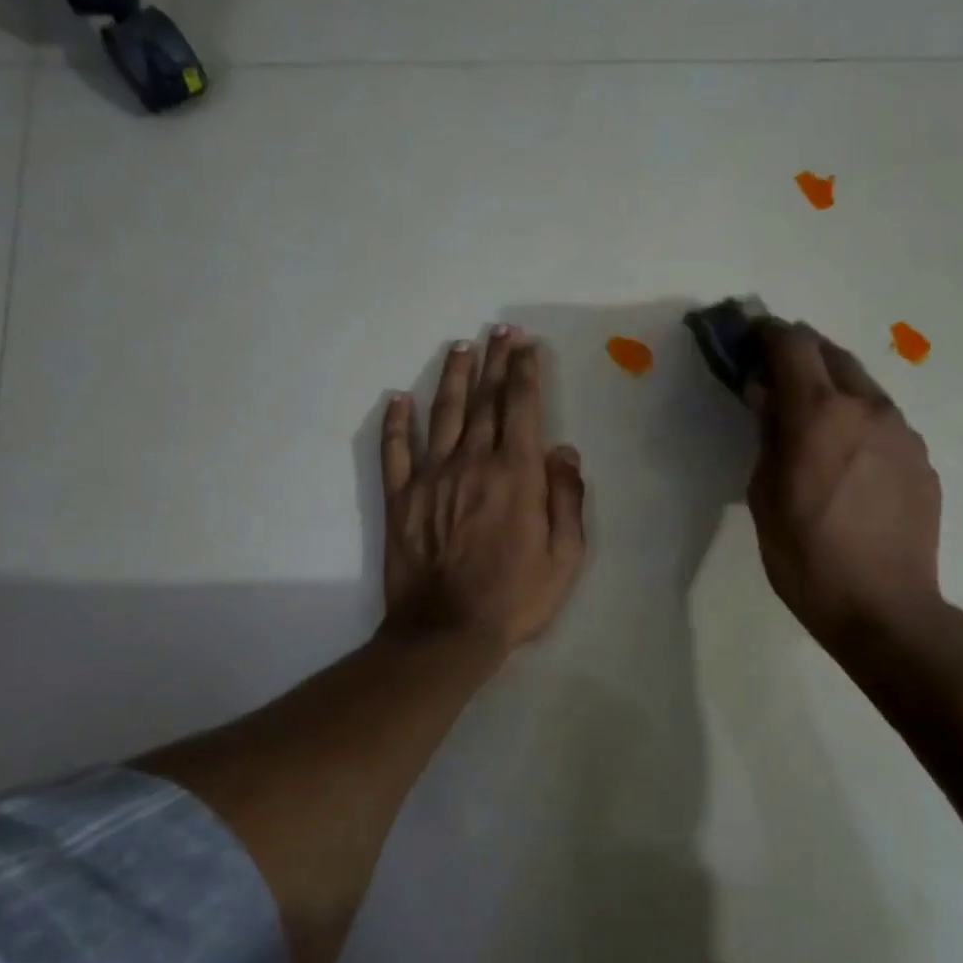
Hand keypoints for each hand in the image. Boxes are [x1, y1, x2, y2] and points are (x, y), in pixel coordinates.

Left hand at [380, 326, 587, 655]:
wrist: (447, 631)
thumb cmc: (515, 597)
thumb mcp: (565, 556)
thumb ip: (567, 499)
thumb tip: (563, 452)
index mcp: (516, 474)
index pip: (522, 407)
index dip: (525, 372)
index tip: (527, 345)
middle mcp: (473, 462)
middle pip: (485, 401)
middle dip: (494, 361)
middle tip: (499, 331)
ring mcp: (431, 477)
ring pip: (443, 414)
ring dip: (452, 378)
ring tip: (460, 348)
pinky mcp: (400, 497)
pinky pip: (395, 451)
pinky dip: (396, 423)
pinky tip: (397, 399)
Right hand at [747, 320, 943, 651]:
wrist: (884, 609)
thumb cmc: (807, 559)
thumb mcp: (765, 498)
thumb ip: (767, 436)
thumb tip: (766, 396)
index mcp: (819, 415)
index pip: (793, 345)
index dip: (767, 333)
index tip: (750, 336)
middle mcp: (867, 408)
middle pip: (833, 355)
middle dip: (802, 353)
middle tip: (777, 372)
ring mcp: (902, 432)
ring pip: (863, 387)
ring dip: (834, 387)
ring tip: (813, 418)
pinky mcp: (922, 459)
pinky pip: (883, 422)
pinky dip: (858, 421)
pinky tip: (847, 457)